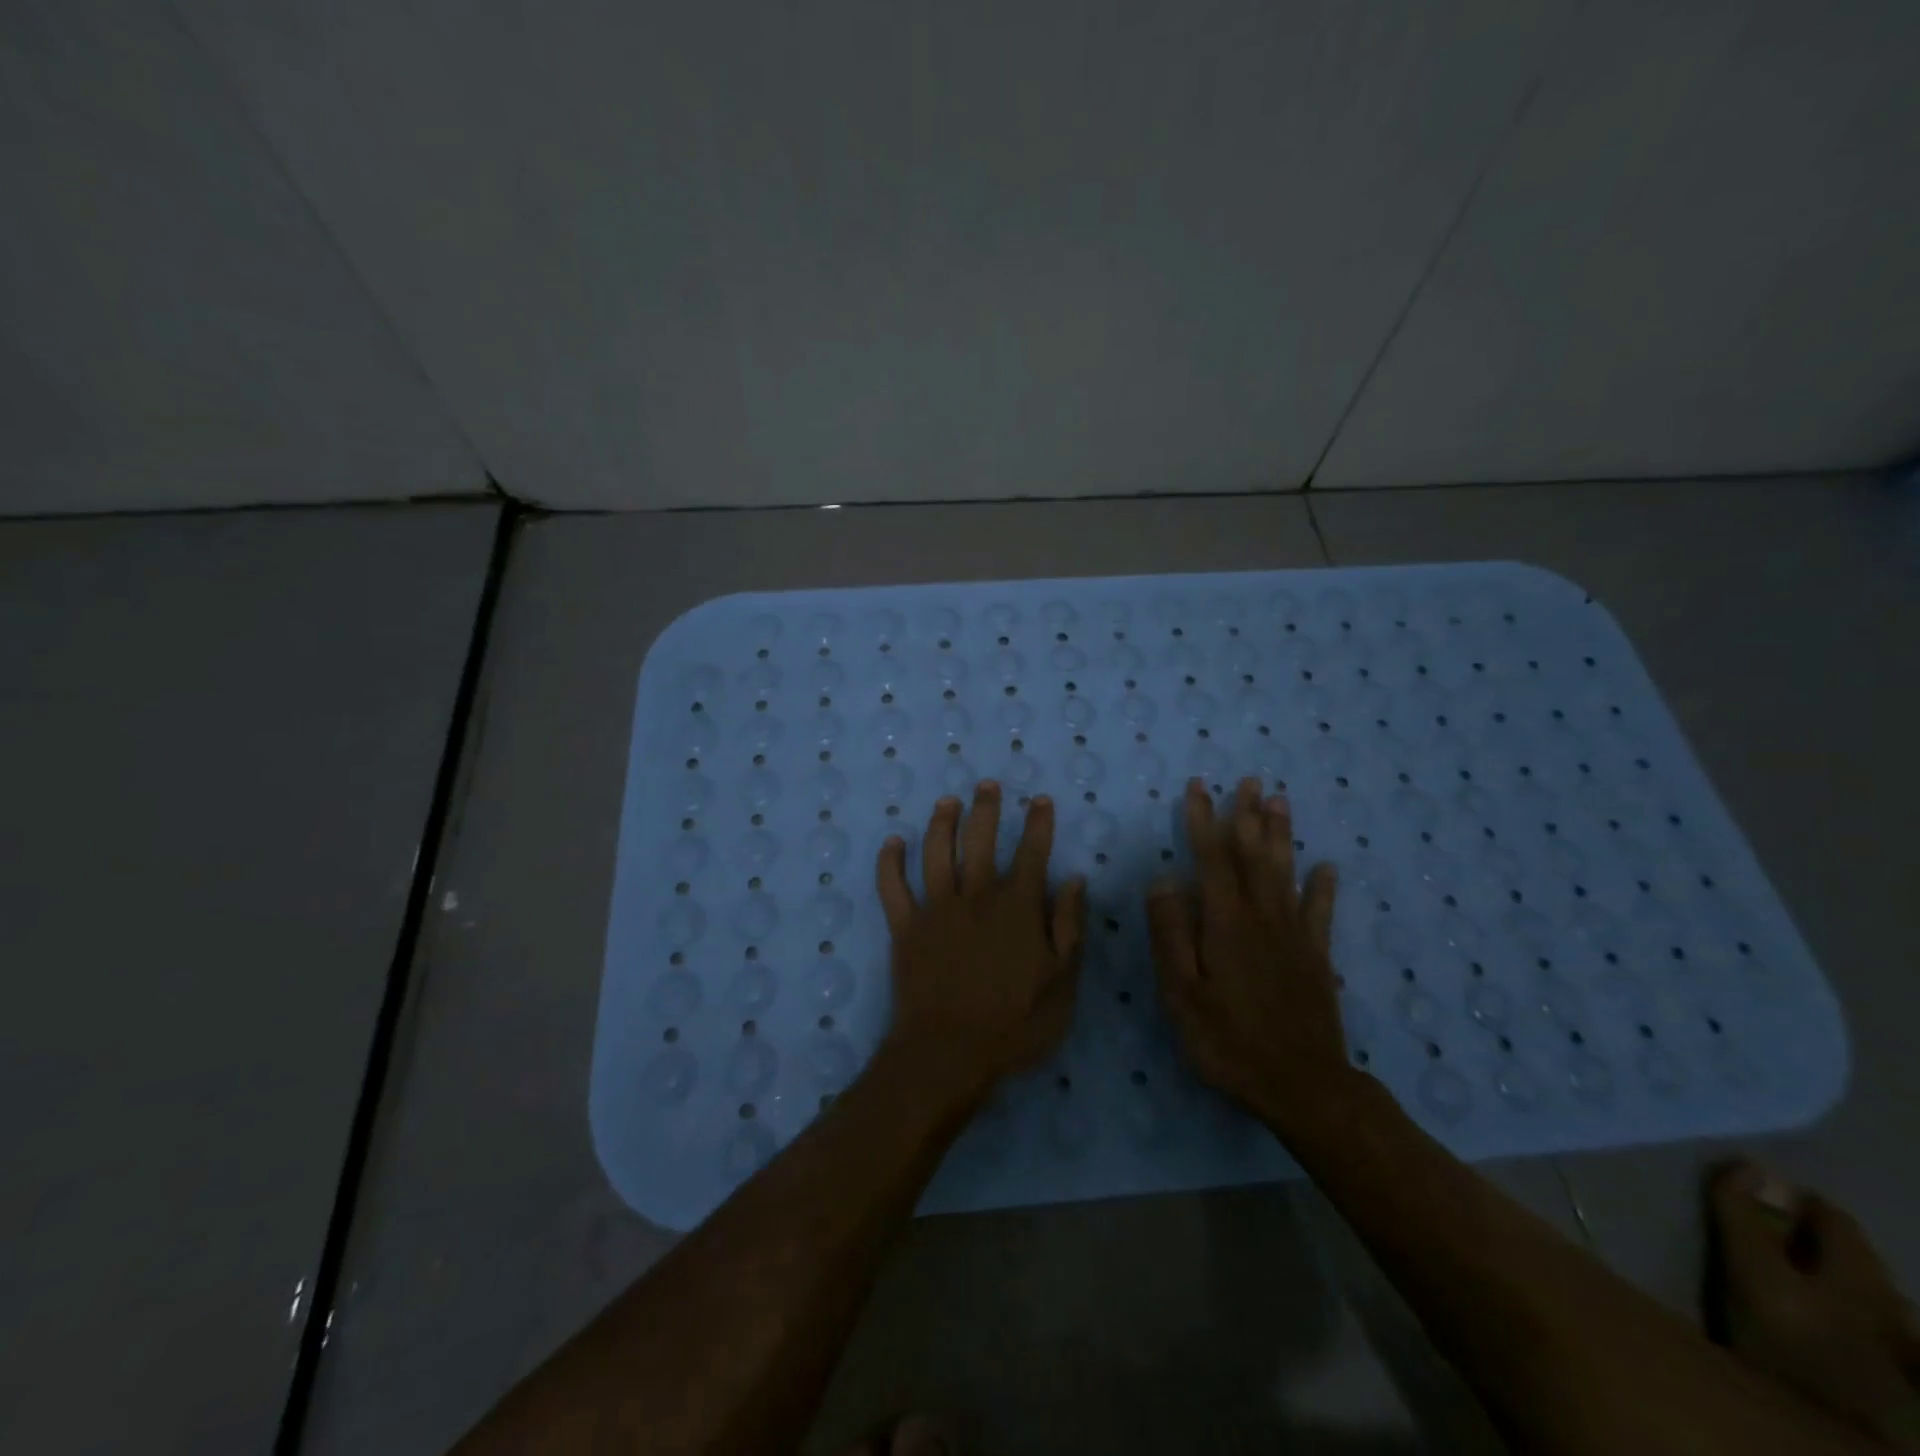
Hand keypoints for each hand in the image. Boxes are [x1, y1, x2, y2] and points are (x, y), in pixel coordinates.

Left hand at [875, 781, 1086, 1110]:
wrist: (949, 1053)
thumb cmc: (1015, 1024)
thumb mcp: (1062, 983)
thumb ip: (1070, 927)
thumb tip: (1074, 880)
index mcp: (1017, 907)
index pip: (1031, 853)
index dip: (1037, 824)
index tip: (1039, 800)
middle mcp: (976, 896)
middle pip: (980, 840)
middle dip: (985, 808)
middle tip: (986, 785)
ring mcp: (936, 908)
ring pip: (936, 853)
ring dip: (941, 823)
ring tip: (946, 801)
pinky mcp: (905, 927)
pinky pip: (892, 887)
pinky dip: (890, 862)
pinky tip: (892, 842)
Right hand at [1147, 777, 1349, 1132]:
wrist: (1302, 1086)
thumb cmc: (1228, 1040)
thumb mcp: (1182, 993)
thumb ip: (1171, 934)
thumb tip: (1163, 879)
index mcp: (1225, 923)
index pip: (1211, 859)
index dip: (1203, 820)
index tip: (1198, 787)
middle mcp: (1262, 917)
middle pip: (1254, 855)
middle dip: (1248, 815)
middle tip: (1248, 780)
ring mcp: (1294, 935)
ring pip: (1285, 872)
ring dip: (1281, 834)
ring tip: (1280, 801)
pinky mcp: (1316, 957)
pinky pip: (1320, 912)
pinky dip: (1322, 886)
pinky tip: (1326, 866)